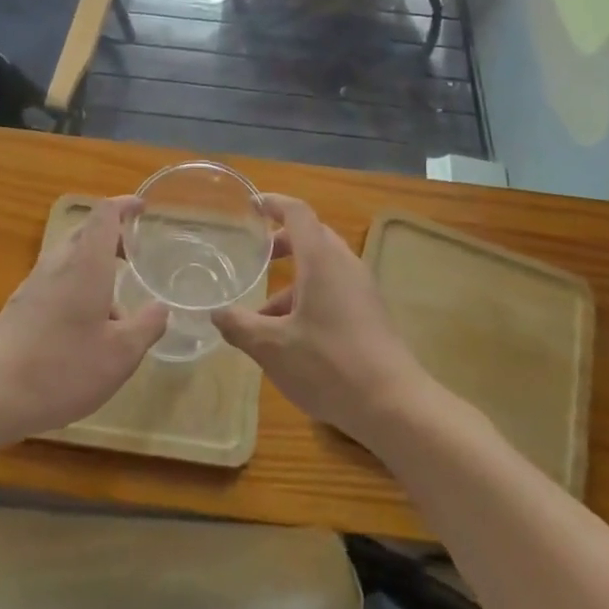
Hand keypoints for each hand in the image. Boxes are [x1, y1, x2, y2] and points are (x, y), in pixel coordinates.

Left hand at [0, 196, 167, 439]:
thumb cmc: (62, 368)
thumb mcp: (120, 355)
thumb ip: (146, 326)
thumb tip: (160, 307)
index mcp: (86, 262)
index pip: (104, 214)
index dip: (124, 205)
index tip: (142, 209)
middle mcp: (59, 263)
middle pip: (86, 231)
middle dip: (112, 236)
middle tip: (134, 255)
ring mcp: (34, 283)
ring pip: (70, 257)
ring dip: (94, 266)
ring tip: (115, 306)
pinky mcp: (20, 305)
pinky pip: (56, 280)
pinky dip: (77, 286)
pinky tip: (85, 329)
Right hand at [212, 194, 429, 446]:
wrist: (394, 405)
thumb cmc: (328, 365)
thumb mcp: (272, 348)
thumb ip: (240, 326)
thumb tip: (215, 313)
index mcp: (321, 259)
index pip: (297, 212)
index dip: (274, 203)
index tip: (252, 205)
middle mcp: (344, 264)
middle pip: (312, 237)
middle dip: (283, 242)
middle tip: (257, 255)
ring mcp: (362, 289)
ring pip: (323, 267)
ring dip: (294, 279)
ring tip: (263, 313)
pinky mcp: (370, 313)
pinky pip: (335, 288)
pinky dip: (310, 296)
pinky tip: (292, 336)